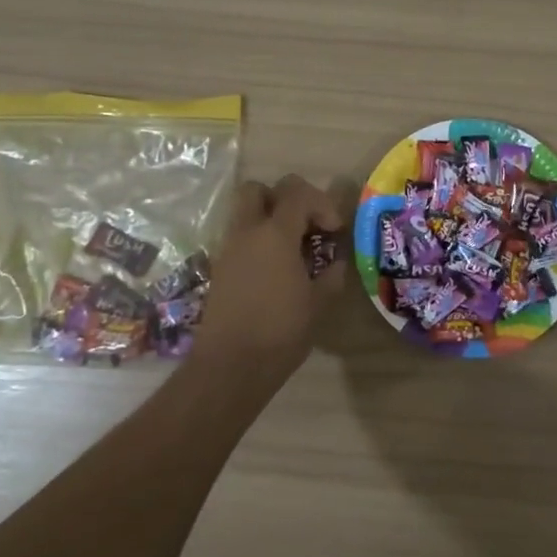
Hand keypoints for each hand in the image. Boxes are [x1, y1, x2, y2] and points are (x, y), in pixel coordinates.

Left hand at [190, 175, 349, 383]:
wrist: (229, 367)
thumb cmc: (280, 332)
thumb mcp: (318, 304)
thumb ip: (332, 275)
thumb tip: (336, 262)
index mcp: (275, 234)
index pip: (298, 194)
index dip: (322, 204)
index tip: (335, 231)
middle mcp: (247, 232)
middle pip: (258, 189)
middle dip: (284, 198)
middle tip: (305, 224)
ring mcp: (228, 249)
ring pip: (244, 212)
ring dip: (269, 218)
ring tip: (292, 248)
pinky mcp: (219, 268)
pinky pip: (239, 237)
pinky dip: (257, 241)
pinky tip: (275, 269)